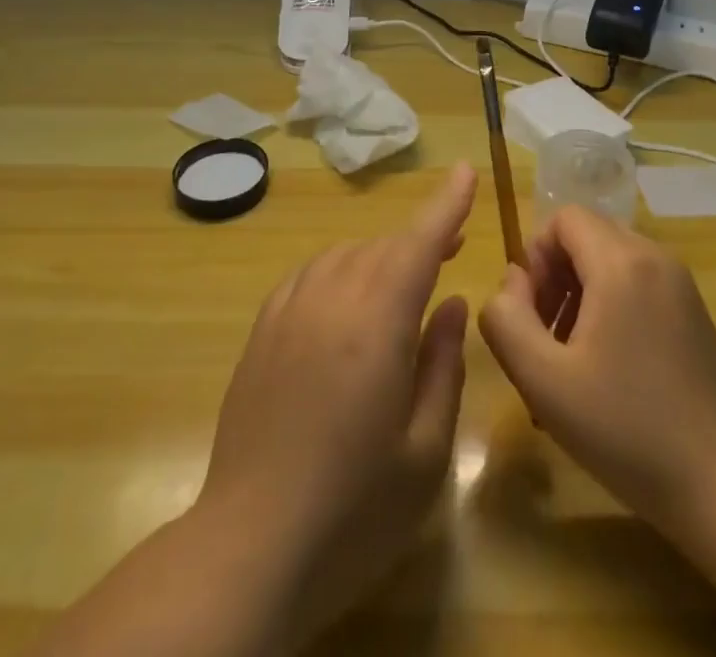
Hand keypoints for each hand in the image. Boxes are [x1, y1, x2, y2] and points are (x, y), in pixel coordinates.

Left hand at [194, 160, 476, 644]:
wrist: (251, 544)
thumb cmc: (354, 507)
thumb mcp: (425, 450)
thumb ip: (442, 365)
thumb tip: (451, 304)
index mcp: (377, 323)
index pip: (418, 243)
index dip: (445, 204)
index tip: (464, 170)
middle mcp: (332, 299)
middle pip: (384, 247)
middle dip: (421, 239)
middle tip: (452, 249)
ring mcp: (290, 310)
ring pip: (346, 254)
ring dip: (381, 256)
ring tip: (404, 278)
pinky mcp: (262, 330)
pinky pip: (310, 274)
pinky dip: (339, 270)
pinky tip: (347, 297)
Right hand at [477, 206, 715, 531]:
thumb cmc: (630, 430)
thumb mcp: (544, 381)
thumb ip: (507, 320)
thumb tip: (511, 284)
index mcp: (621, 261)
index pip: (563, 218)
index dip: (535, 256)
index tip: (532, 313)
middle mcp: (654, 257)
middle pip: (586, 238)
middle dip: (554, 279)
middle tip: (547, 342)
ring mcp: (680, 285)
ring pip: (610, 264)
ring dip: (579, 298)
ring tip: (572, 365)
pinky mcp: (693, 314)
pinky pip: (636, 287)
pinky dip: (610, 311)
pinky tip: (608, 373)